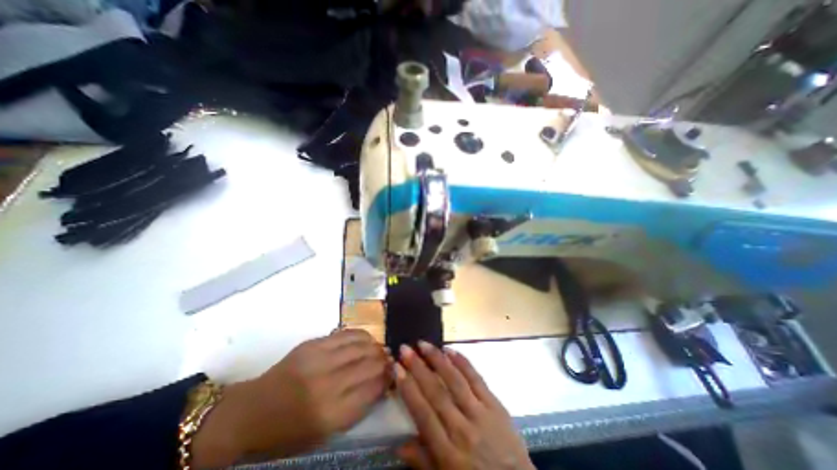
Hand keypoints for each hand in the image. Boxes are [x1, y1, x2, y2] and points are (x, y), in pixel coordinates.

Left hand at [192, 331, 391, 465]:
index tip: (394, 374)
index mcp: (331, 414)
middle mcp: (328, 384)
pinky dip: (362, 335)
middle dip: (385, 361)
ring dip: (376, 347)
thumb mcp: (325, 432)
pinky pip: (346, 334)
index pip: (372, 389)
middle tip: (391, 359)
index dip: (388, 379)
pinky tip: (367, 339)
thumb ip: (357, 406)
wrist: (251, 411)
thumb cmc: (289, 431)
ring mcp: (319, 359)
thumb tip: (381, 382)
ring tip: (381, 349)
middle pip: (370, 365)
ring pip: (361, 346)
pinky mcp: (313, 344)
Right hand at [396, 341, 530, 468]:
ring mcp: (480, 414)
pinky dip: (463, 363)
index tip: (397, 368)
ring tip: (424, 344)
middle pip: (436, 393)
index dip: (408, 389)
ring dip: (438, 360)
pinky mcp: (495, 404)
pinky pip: (477, 379)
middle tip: (406, 348)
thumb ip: (423, 462)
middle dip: (418, 368)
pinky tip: (451, 350)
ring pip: (455, 381)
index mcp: (447, 453)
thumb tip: (398, 445)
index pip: (423, 414)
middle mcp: (462, 429)